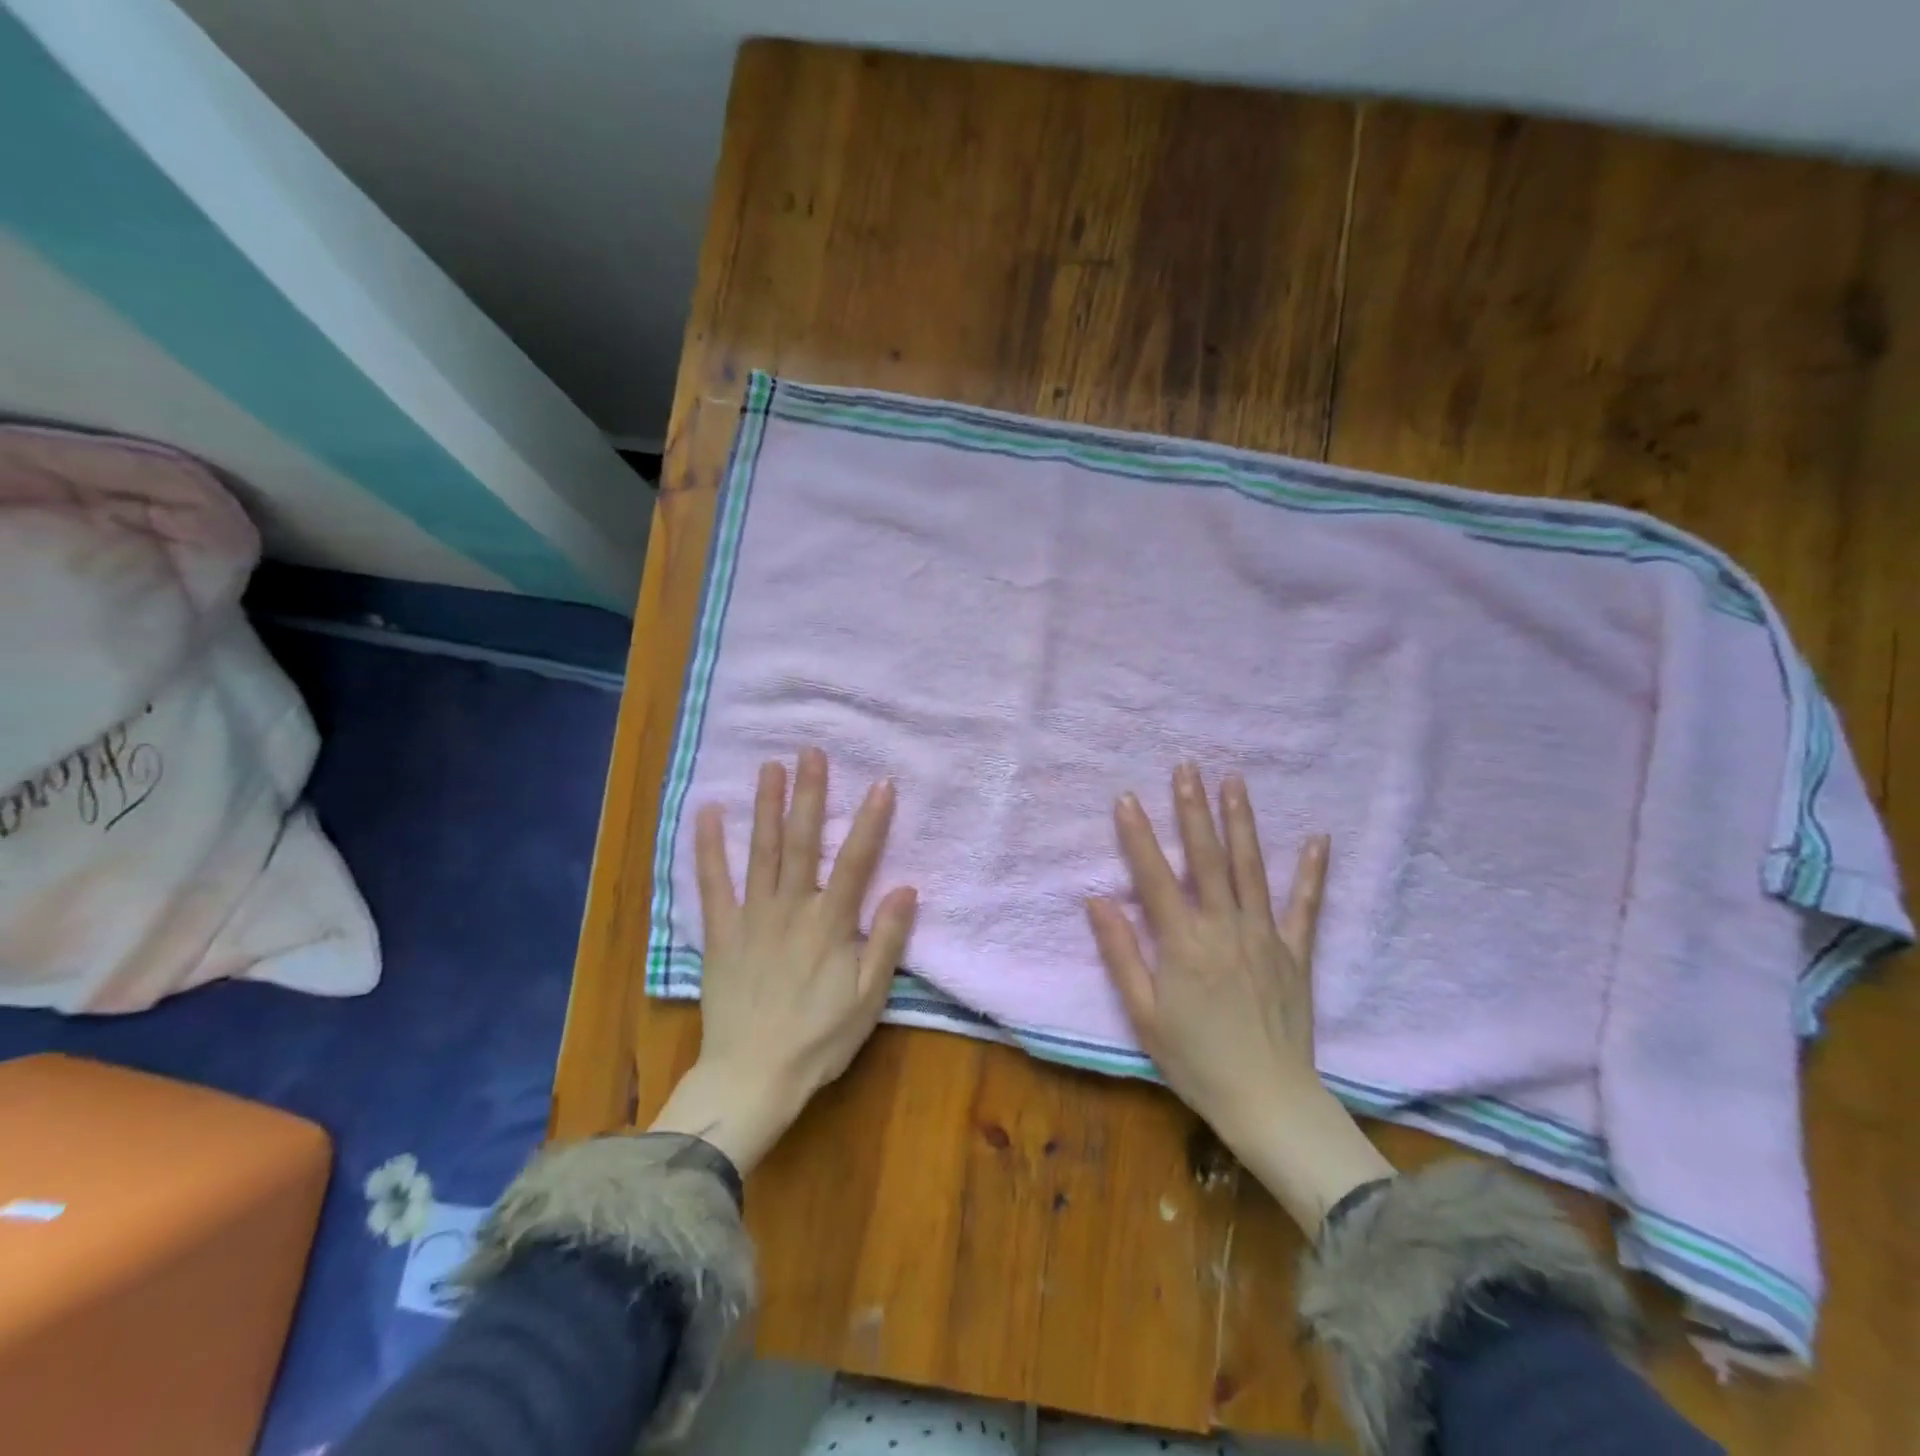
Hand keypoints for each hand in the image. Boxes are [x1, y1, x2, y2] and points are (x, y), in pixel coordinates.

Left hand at [649, 748, 917, 1175]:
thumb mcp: (868, 998)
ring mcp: (751, 917)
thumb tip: (907, 887)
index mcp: (830, 924)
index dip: (870, 820)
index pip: (855, 861)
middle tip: (811, 751)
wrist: (752, 1077)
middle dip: (809, 795)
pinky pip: (712, 883)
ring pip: (760, 852)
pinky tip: (707, 813)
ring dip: (765, 806)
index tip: (880, 782)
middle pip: (801, 842)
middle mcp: (791, 909)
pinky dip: (709, 847)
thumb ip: (886, 941)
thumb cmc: (819, 1040)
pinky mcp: (720, 932)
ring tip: (769, 766)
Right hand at [1086, 763, 1391, 1233]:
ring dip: (1241, 822)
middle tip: (1186, 767)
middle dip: (1193, 809)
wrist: (1269, 1101)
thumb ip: (1120, 952)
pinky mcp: (1296, 952)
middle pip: (1206, 858)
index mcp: (1183, 942)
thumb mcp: (1143, 1013)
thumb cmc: (1196, 1061)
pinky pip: (1305, 905)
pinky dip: (1312, 871)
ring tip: (1234, 781)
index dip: (1138, 835)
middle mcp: (1225, 927)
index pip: (1154, 876)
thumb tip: (1096, 899)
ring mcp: (1265, 936)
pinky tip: (1317, 838)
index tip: (1126, 797)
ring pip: (1251, 868)